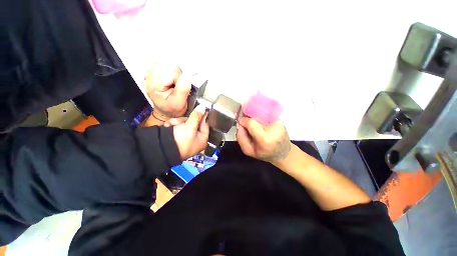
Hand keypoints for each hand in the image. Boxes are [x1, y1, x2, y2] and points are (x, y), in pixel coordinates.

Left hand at [144, 63, 191, 118]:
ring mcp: (150, 73)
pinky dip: (168, 68)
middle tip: (178, 85)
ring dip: (173, 71)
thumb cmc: (172, 109)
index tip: (181, 88)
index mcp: (155, 85)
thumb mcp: (179, 103)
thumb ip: (183, 89)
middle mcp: (149, 77)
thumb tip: (188, 75)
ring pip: (166, 62)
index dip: (181, 78)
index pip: (171, 71)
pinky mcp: (152, 72)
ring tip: (174, 82)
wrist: (165, 111)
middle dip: (177, 74)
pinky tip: (169, 77)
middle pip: (168, 64)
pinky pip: (161, 62)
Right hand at [172, 105, 208, 159]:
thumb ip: (197, 116)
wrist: (162, 149)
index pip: (205, 125)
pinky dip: (173, 124)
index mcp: (202, 139)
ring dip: (177, 122)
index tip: (199, 109)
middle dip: (185, 120)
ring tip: (172, 124)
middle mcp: (195, 138)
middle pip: (194, 122)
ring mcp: (186, 137)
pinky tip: (169, 125)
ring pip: (185, 123)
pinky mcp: (178, 135)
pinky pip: (178, 125)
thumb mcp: (190, 127)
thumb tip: (204, 107)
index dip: (202, 117)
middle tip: (179, 122)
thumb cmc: (181, 140)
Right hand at [236, 117, 290, 163]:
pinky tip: (262, 125)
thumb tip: (239, 123)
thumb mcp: (248, 150)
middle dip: (248, 118)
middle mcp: (273, 129)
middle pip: (255, 116)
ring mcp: (278, 123)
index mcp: (265, 139)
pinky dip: (260, 117)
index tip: (240, 122)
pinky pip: (266, 114)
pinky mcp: (280, 120)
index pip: (251, 123)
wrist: (283, 153)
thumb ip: (240, 138)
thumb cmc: (264, 154)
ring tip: (255, 125)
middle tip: (247, 124)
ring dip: (254, 117)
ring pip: (260, 114)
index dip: (243, 120)